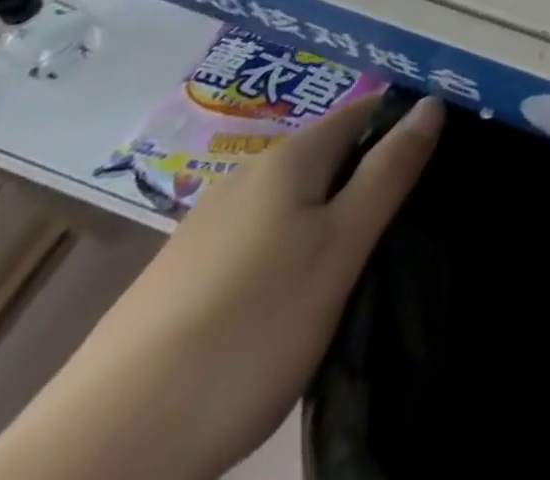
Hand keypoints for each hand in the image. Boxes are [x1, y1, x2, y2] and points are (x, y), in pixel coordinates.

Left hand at [0, 94, 444, 479]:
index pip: (367, 110)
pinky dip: (295, 247)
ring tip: (367, 258)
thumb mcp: (340, 249)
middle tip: (415, 215)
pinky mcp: (185, 276)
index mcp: (290, 158)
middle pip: (331, 153)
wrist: (103, 450)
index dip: (407, 122)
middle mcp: (248, 176)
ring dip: (335, 214)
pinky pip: (263, 237)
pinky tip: (299, 296)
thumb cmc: (249, 330)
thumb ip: (389, 172)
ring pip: (296, 199)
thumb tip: (432, 104)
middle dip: (373, 172)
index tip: (446, 154)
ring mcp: (209, 226)